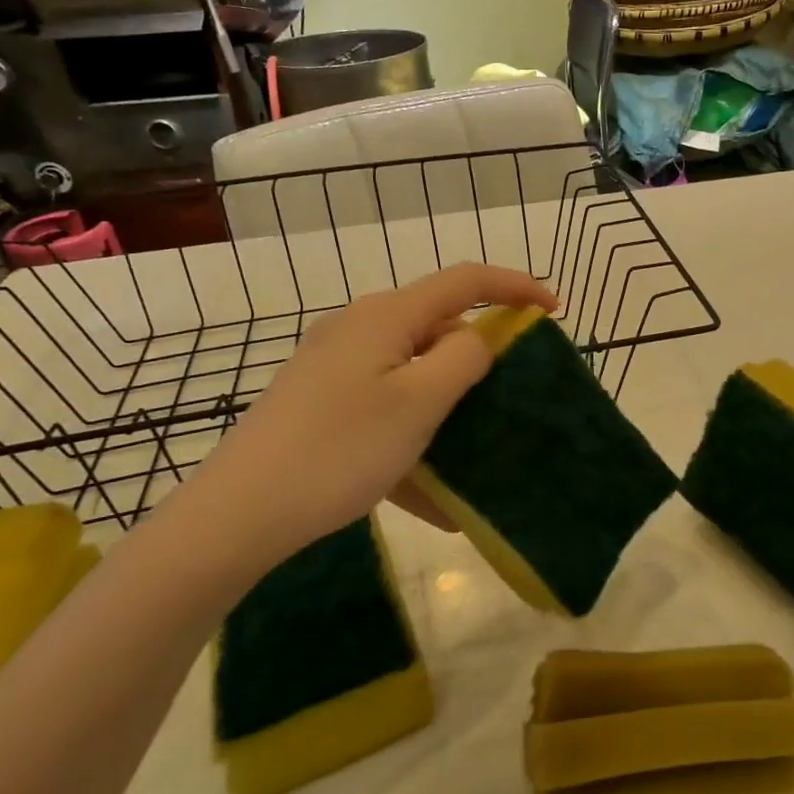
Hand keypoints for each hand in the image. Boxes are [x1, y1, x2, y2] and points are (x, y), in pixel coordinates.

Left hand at [175, 263, 555, 572]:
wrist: (239, 513)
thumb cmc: (339, 451)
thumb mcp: (418, 403)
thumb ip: (462, 359)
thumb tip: (478, 338)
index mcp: (386, 317)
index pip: (465, 281)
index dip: (515, 287)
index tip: (554, 310)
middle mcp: (359, 329)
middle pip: (436, 327)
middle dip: (479, 358)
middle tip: (509, 397)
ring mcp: (335, 367)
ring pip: (411, 373)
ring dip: (447, 408)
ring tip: (473, 452)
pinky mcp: (321, 403)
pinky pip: (384, 409)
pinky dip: (413, 438)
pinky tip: (430, 498)